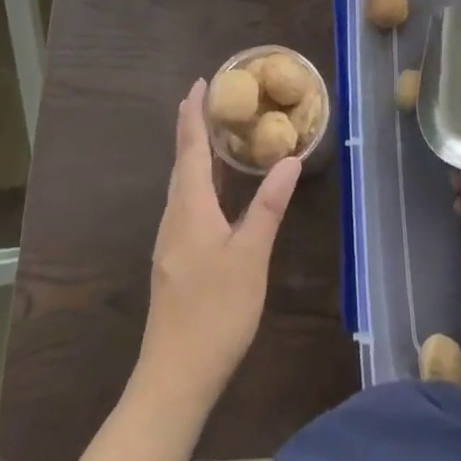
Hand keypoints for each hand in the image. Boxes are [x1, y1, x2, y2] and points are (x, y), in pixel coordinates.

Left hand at [137, 79, 300, 406]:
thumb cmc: (215, 311)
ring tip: (212, 134)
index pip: (191, 149)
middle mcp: (174, 217)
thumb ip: (268, 205)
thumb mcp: (251, 255)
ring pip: (181, 184)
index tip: (200, 83)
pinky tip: (212, 190)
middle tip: (209, 99)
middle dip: (191, 128)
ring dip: (193, 154)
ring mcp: (171, 241)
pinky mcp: (175, 260)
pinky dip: (197, 180)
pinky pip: (184, 203)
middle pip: (181, 162)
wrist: (175, 377)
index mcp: (190, 208)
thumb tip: (289, 158)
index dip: (193, 114)